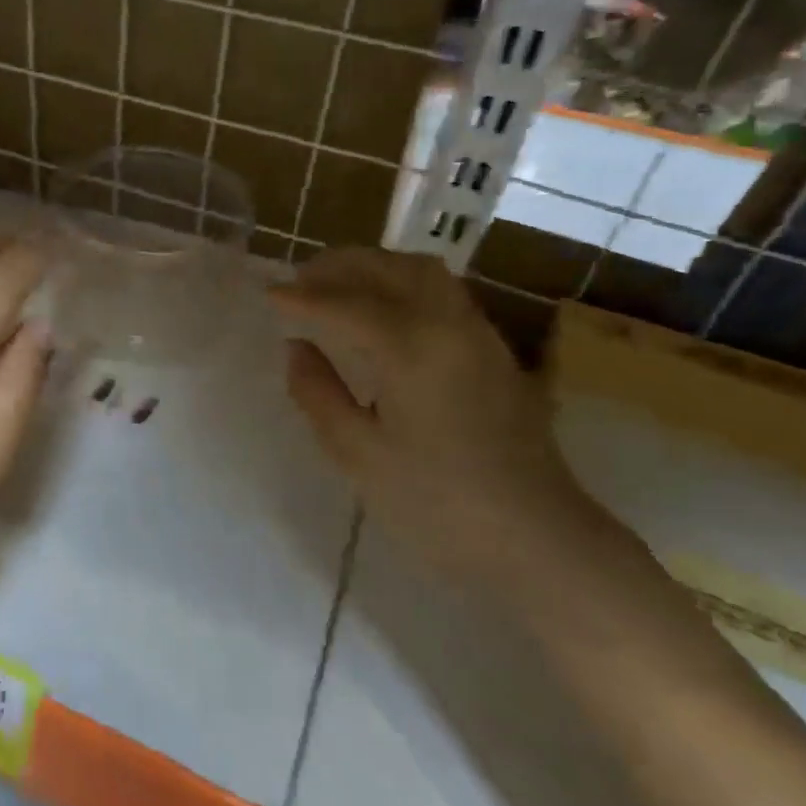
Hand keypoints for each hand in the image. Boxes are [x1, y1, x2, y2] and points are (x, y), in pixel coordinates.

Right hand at [270, 248, 595, 577]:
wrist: (537, 540)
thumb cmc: (436, 504)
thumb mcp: (358, 454)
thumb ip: (318, 393)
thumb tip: (297, 348)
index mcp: (412, 347)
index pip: (346, 305)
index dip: (303, 297)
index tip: (268, 294)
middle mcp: (449, 325)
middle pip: (390, 269)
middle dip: (341, 266)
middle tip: (301, 279)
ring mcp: (480, 335)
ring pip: (424, 274)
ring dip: (377, 267)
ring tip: (340, 284)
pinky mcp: (496, 353)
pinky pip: (444, 294)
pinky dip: (405, 283)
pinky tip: (386, 310)